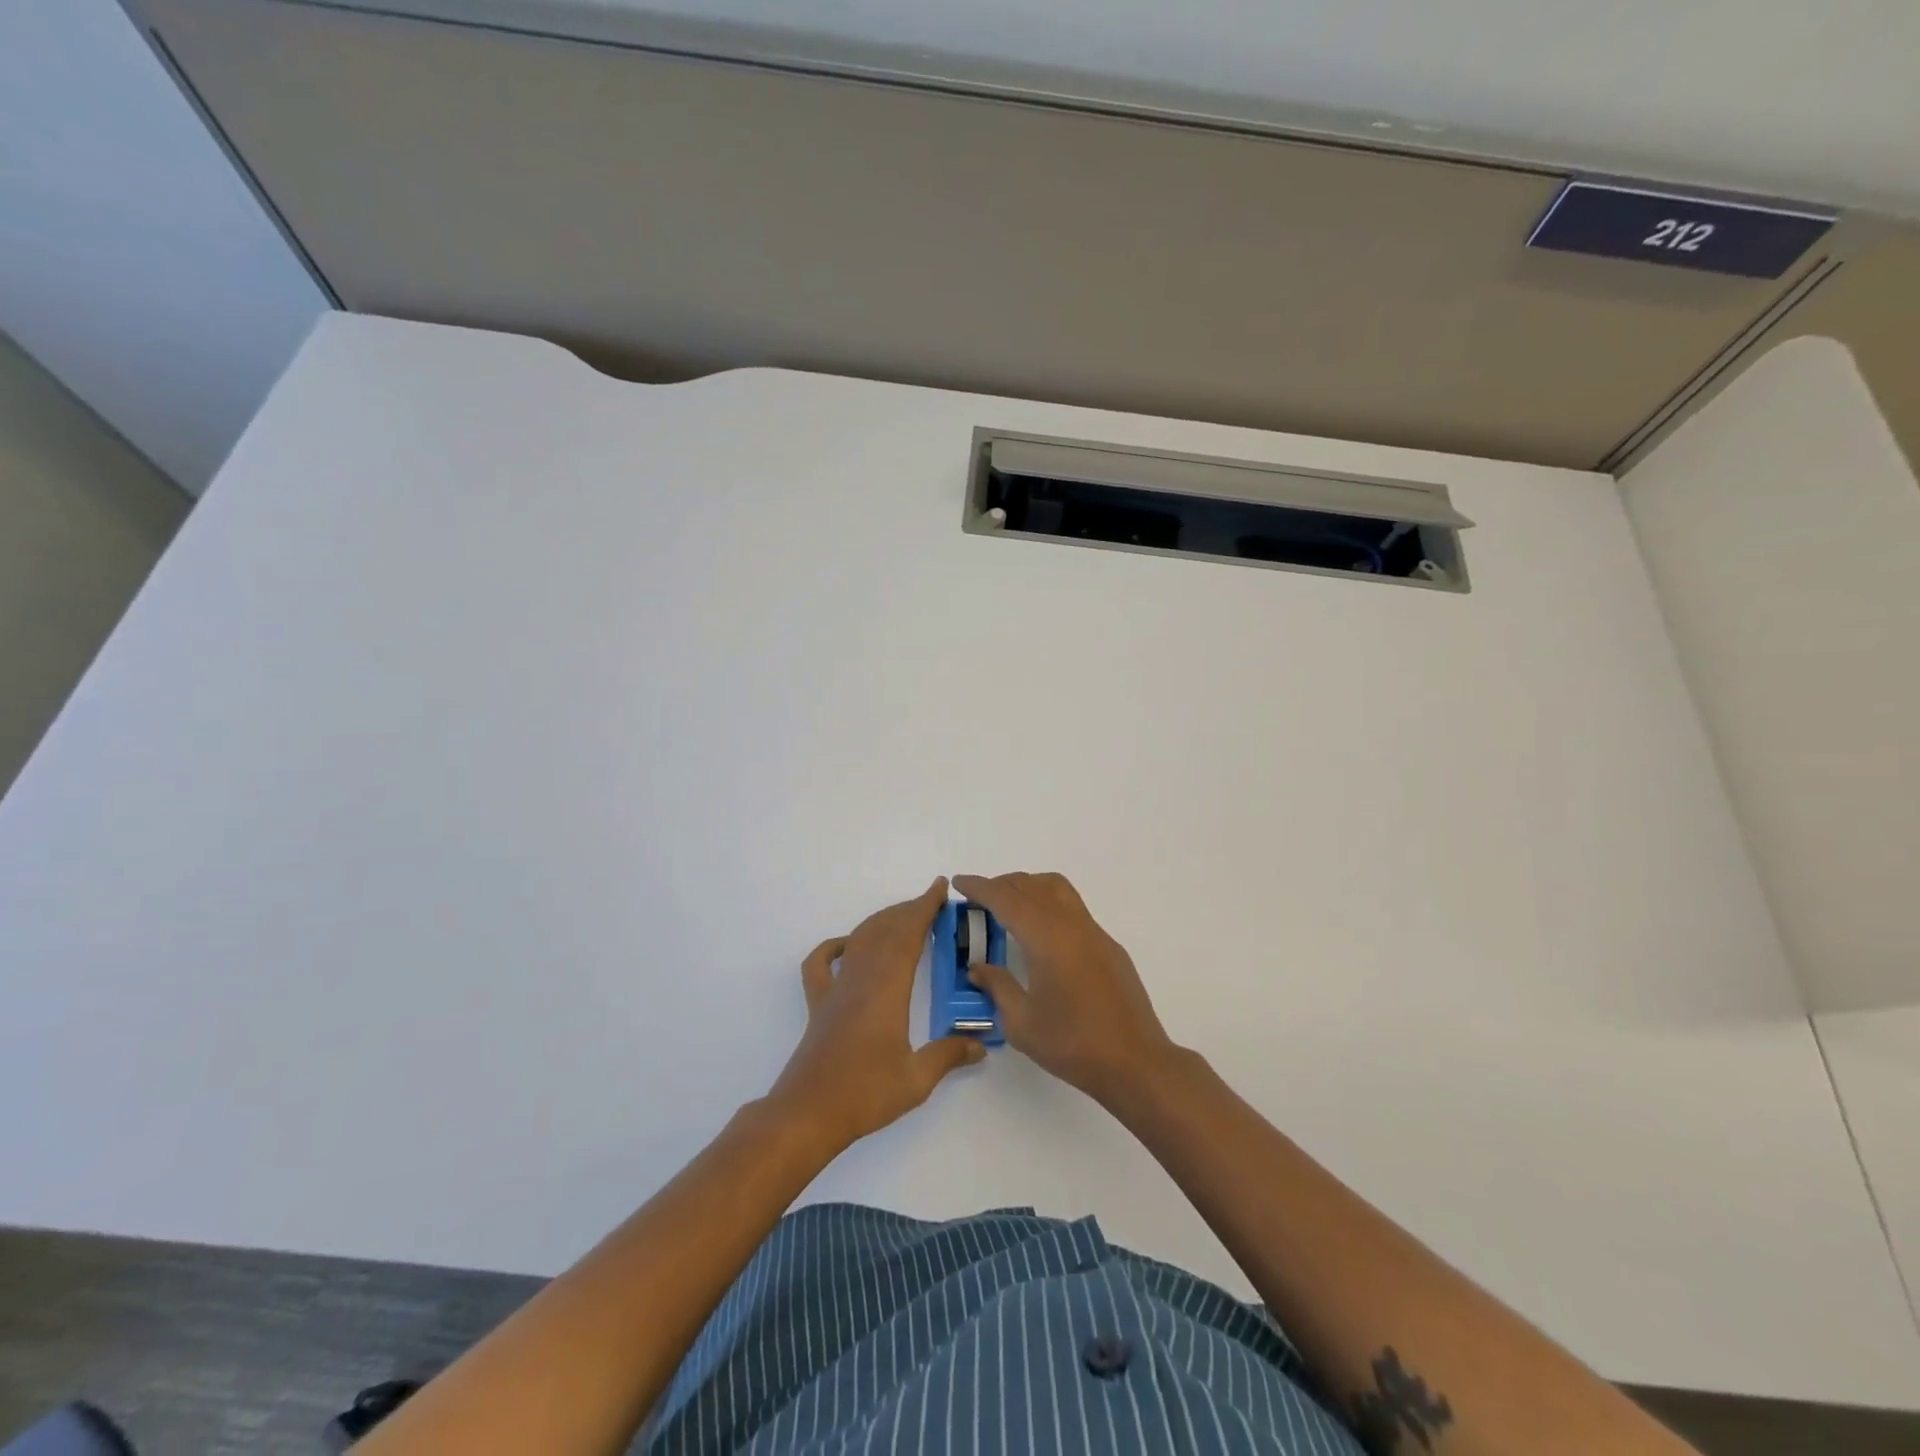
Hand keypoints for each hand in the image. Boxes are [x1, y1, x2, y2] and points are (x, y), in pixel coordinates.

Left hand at [768, 877, 985, 1152]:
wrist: (808, 1114)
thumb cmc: (864, 1094)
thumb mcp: (916, 1079)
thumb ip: (948, 1056)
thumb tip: (980, 1046)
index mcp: (887, 988)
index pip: (908, 935)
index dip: (924, 908)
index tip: (939, 888)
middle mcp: (860, 978)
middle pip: (884, 930)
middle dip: (908, 911)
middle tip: (931, 903)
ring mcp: (835, 989)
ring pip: (858, 940)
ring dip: (881, 922)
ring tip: (902, 918)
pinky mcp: (818, 1004)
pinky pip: (821, 963)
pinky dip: (834, 946)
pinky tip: (847, 946)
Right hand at [954, 872, 1177, 1106]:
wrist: (1135, 1062)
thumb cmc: (1073, 1045)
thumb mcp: (1022, 1024)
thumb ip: (997, 987)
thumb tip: (978, 967)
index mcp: (1047, 939)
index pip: (1007, 899)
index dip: (980, 887)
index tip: (959, 882)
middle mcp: (1071, 925)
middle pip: (1031, 886)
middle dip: (1001, 884)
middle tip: (977, 898)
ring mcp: (1094, 932)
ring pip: (1057, 889)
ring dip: (1028, 887)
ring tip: (1008, 906)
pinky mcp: (1108, 945)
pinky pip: (1072, 907)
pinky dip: (1048, 903)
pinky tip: (1041, 933)